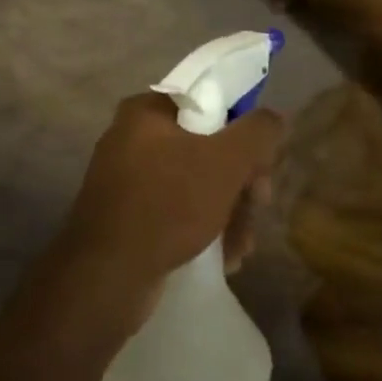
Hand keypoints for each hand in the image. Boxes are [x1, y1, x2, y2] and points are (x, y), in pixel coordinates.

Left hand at [30, 93, 283, 346]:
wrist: (107, 275)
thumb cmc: (168, 204)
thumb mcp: (225, 162)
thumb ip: (257, 132)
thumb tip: (273, 118)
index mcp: (146, 112)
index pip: (209, 105)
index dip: (243, 133)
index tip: (261, 167)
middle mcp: (131, 138)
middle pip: (206, 148)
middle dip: (239, 183)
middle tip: (256, 208)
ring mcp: (126, 179)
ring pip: (195, 184)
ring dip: (228, 213)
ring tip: (241, 247)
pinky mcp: (127, 216)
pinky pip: (176, 211)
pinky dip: (202, 228)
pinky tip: (224, 258)